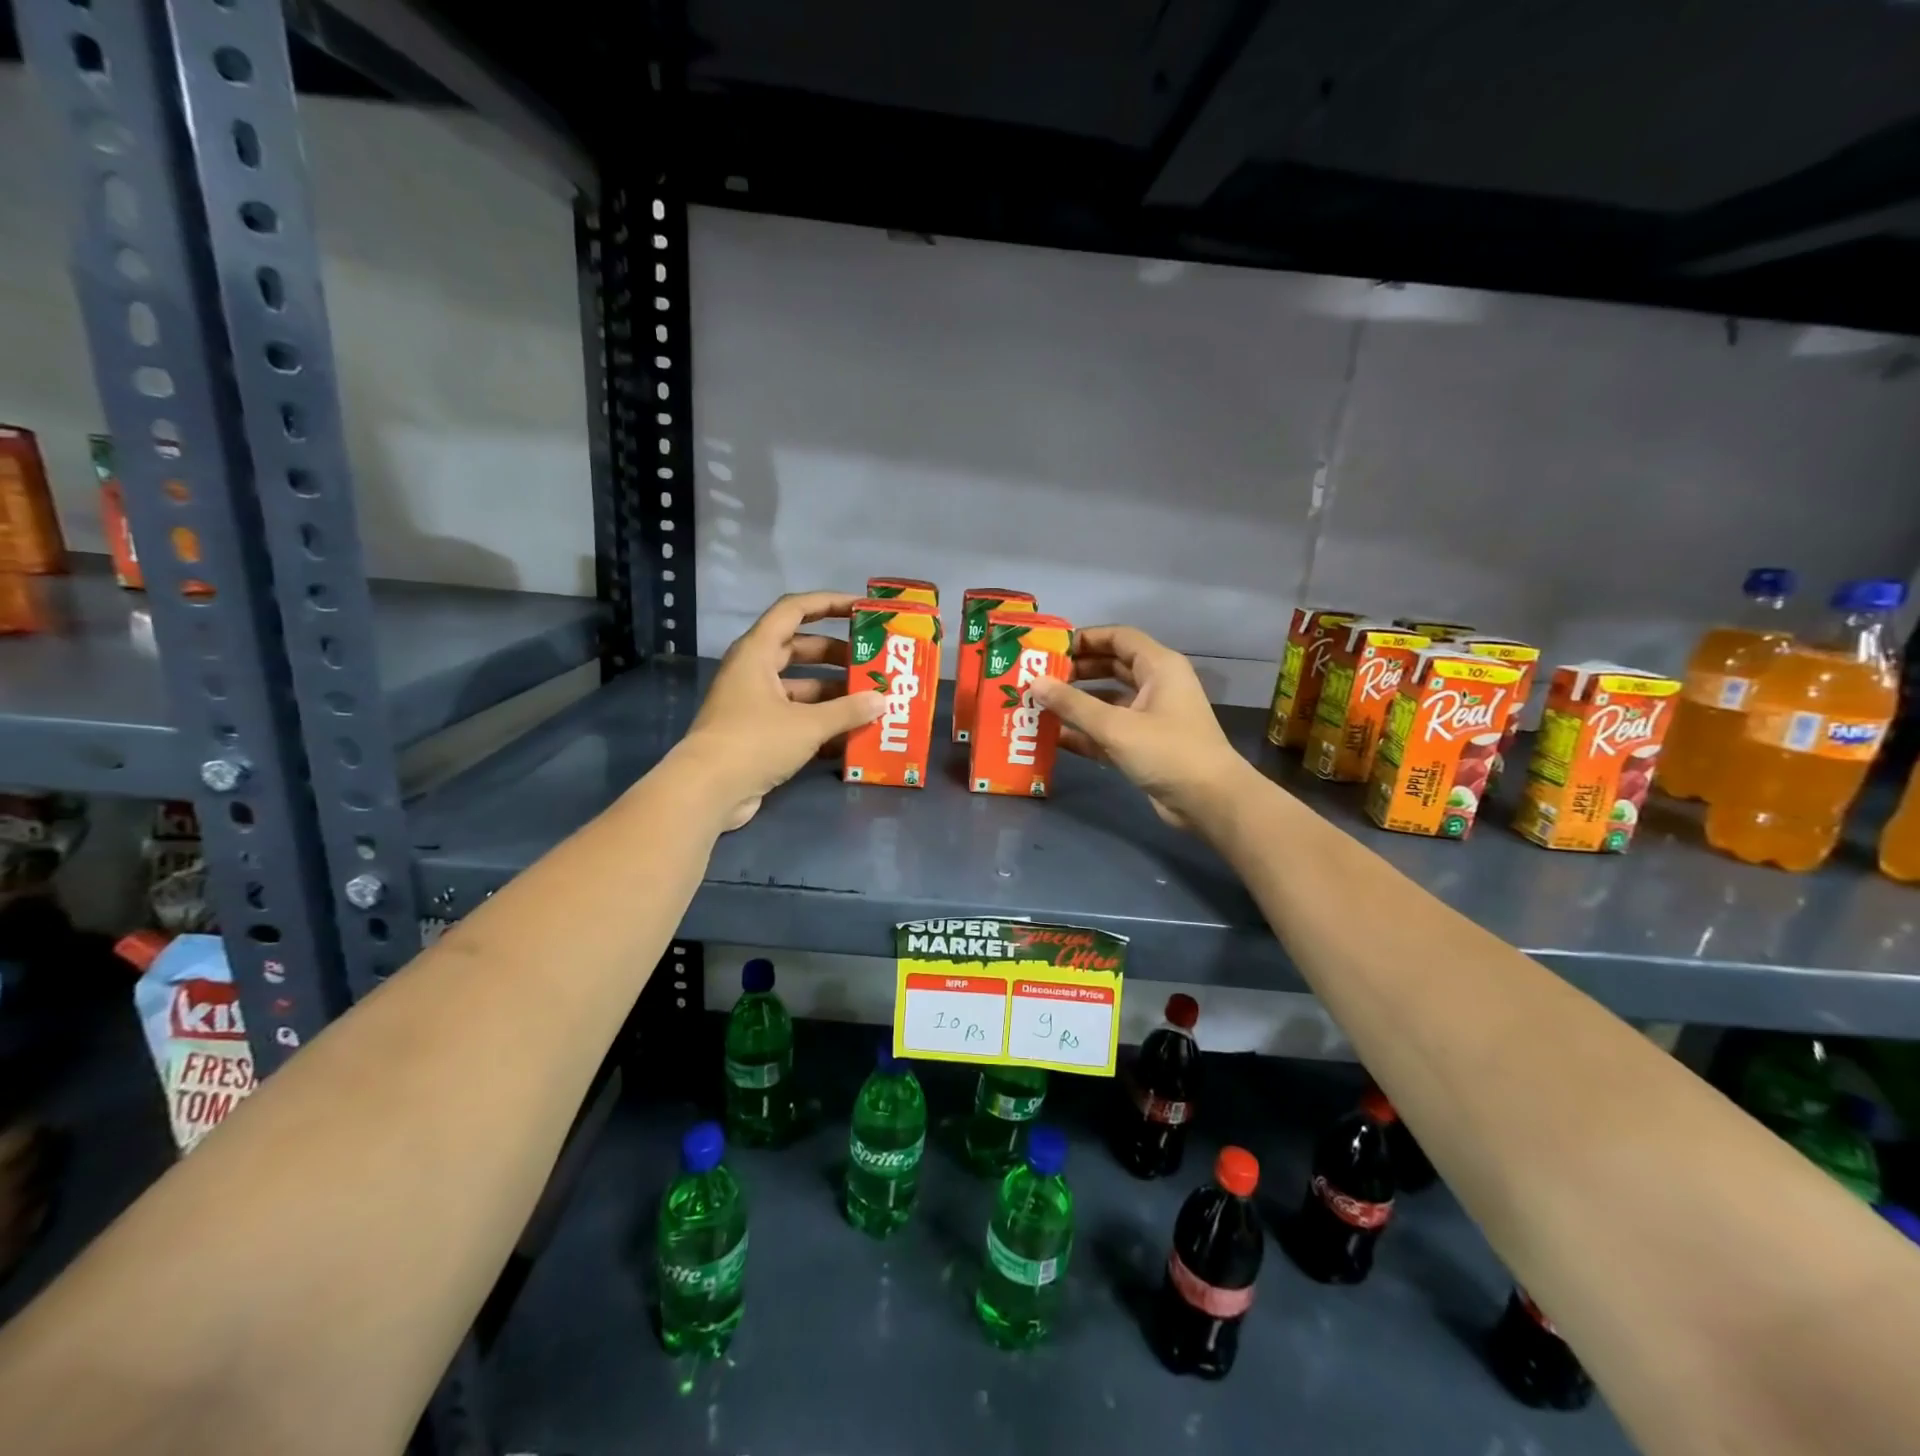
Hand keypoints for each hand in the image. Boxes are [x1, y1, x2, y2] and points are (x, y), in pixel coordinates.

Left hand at [675, 592, 884, 829]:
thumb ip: (848, 711)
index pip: (794, 610)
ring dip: (834, 693)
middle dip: (838, 655)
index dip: (828, 603)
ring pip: (801, 687)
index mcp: (757, 652)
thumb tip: (882, 700)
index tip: (862, 609)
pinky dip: (822, 722)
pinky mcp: (758, 733)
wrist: (708, 791)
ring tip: (871, 701)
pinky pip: (796, 717)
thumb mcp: (808, 724)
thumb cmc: (755, 742)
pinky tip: (852, 735)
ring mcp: (754, 703)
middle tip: (873, 662)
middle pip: (800, 649)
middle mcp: (754, 671)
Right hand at [1030, 625, 1249, 830]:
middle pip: (1111, 666)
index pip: (1118, 638)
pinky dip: (1085, 732)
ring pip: (1107, 700)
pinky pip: (1108, 730)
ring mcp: (1150, 716)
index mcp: (1159, 667)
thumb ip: (1073, 704)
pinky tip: (1053, 736)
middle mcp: (1155, 685)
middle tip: (1039, 678)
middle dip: (1076, 671)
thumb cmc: (1167, 751)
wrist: (1209, 801)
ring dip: (1076, 703)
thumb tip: (1034, 683)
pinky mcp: (1144, 745)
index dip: (1085, 638)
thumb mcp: (1116, 726)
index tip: (1050, 649)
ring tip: (1039, 705)